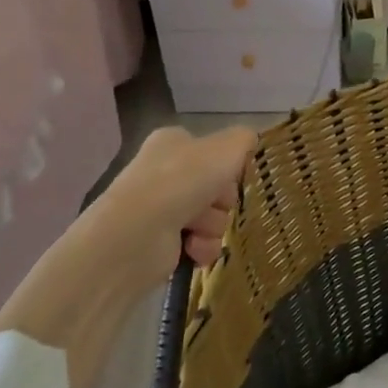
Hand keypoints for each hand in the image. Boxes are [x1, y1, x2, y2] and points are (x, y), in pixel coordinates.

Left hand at [77, 125, 258, 285]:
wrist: (137, 233)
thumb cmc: (183, 180)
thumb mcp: (227, 147)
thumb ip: (244, 139)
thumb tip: (249, 140)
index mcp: (173, 143)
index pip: (212, 151)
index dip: (228, 165)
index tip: (234, 175)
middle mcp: (163, 172)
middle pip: (216, 186)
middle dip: (222, 199)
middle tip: (217, 202)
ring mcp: (159, 208)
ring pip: (211, 216)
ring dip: (213, 225)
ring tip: (198, 228)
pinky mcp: (158, 243)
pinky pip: (198, 243)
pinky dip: (201, 246)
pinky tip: (193, 248)